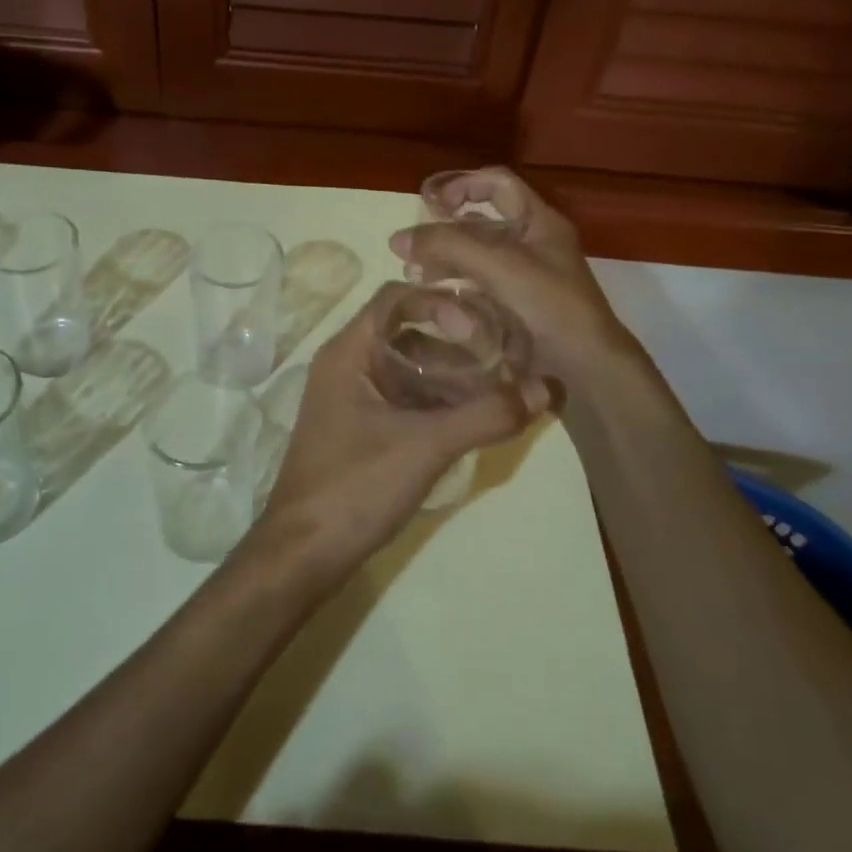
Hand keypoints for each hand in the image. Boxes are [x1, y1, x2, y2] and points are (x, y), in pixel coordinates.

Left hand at [245, 283, 549, 588]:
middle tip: (505, 359)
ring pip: (409, 368)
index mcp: (349, 352)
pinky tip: (475, 419)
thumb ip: (486, 415)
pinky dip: (439, 401)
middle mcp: (348, 365)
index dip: (441, 303)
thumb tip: (546, 388)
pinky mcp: (363, 428)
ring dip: (452, 375)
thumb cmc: (355, 486)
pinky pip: (406, 398)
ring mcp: (354, 398)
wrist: (305, 553)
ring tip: (500, 391)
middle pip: (408, 332)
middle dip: (457, 343)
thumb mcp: (425, 447)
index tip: (482, 330)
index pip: (396, 298)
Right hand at [392, 167, 637, 381]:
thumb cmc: (550, 306)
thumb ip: (448, 246)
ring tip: (413, 275)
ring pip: (475, 257)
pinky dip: (454, 286)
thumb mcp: (499, 266)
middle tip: (411, 248)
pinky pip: (478, 287)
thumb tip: (397, 239)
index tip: (430, 204)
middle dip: (443, 230)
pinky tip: (433, 297)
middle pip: (480, 222)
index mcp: (539, 222)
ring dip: (444, 260)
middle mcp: (531, 244)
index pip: (497, 183)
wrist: (586, 370)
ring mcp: (524, 277)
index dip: (462, 185)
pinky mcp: (515, 307)